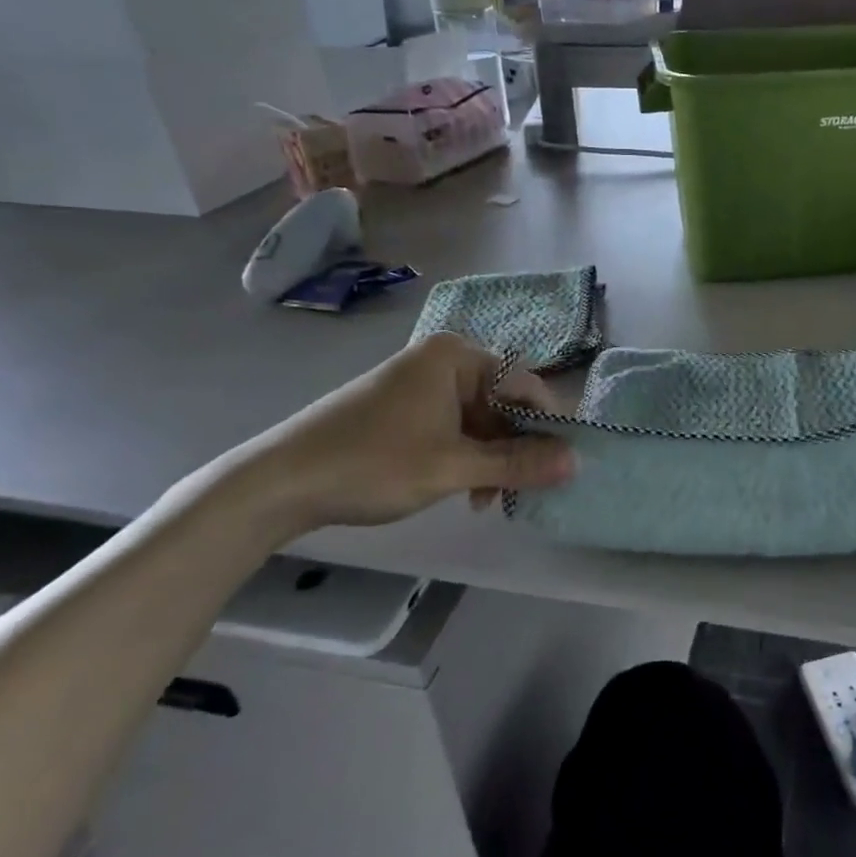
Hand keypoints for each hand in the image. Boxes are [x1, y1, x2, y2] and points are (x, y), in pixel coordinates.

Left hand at [231, 333, 574, 535]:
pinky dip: (464, 456)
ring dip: (489, 458)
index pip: (525, 384)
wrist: (279, 482)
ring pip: (478, 419)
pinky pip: (452, 426)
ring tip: (482, 500)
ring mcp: (419, 383)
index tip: (560, 466)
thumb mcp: (452, 467)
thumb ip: (517, 463)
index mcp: (457, 356)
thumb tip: (576, 462)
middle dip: (513, 448)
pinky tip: (461, 490)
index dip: (546, 425)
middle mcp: (442, 360)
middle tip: (515, 492)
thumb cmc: (373, 464)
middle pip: (502, 402)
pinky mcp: (402, 408)